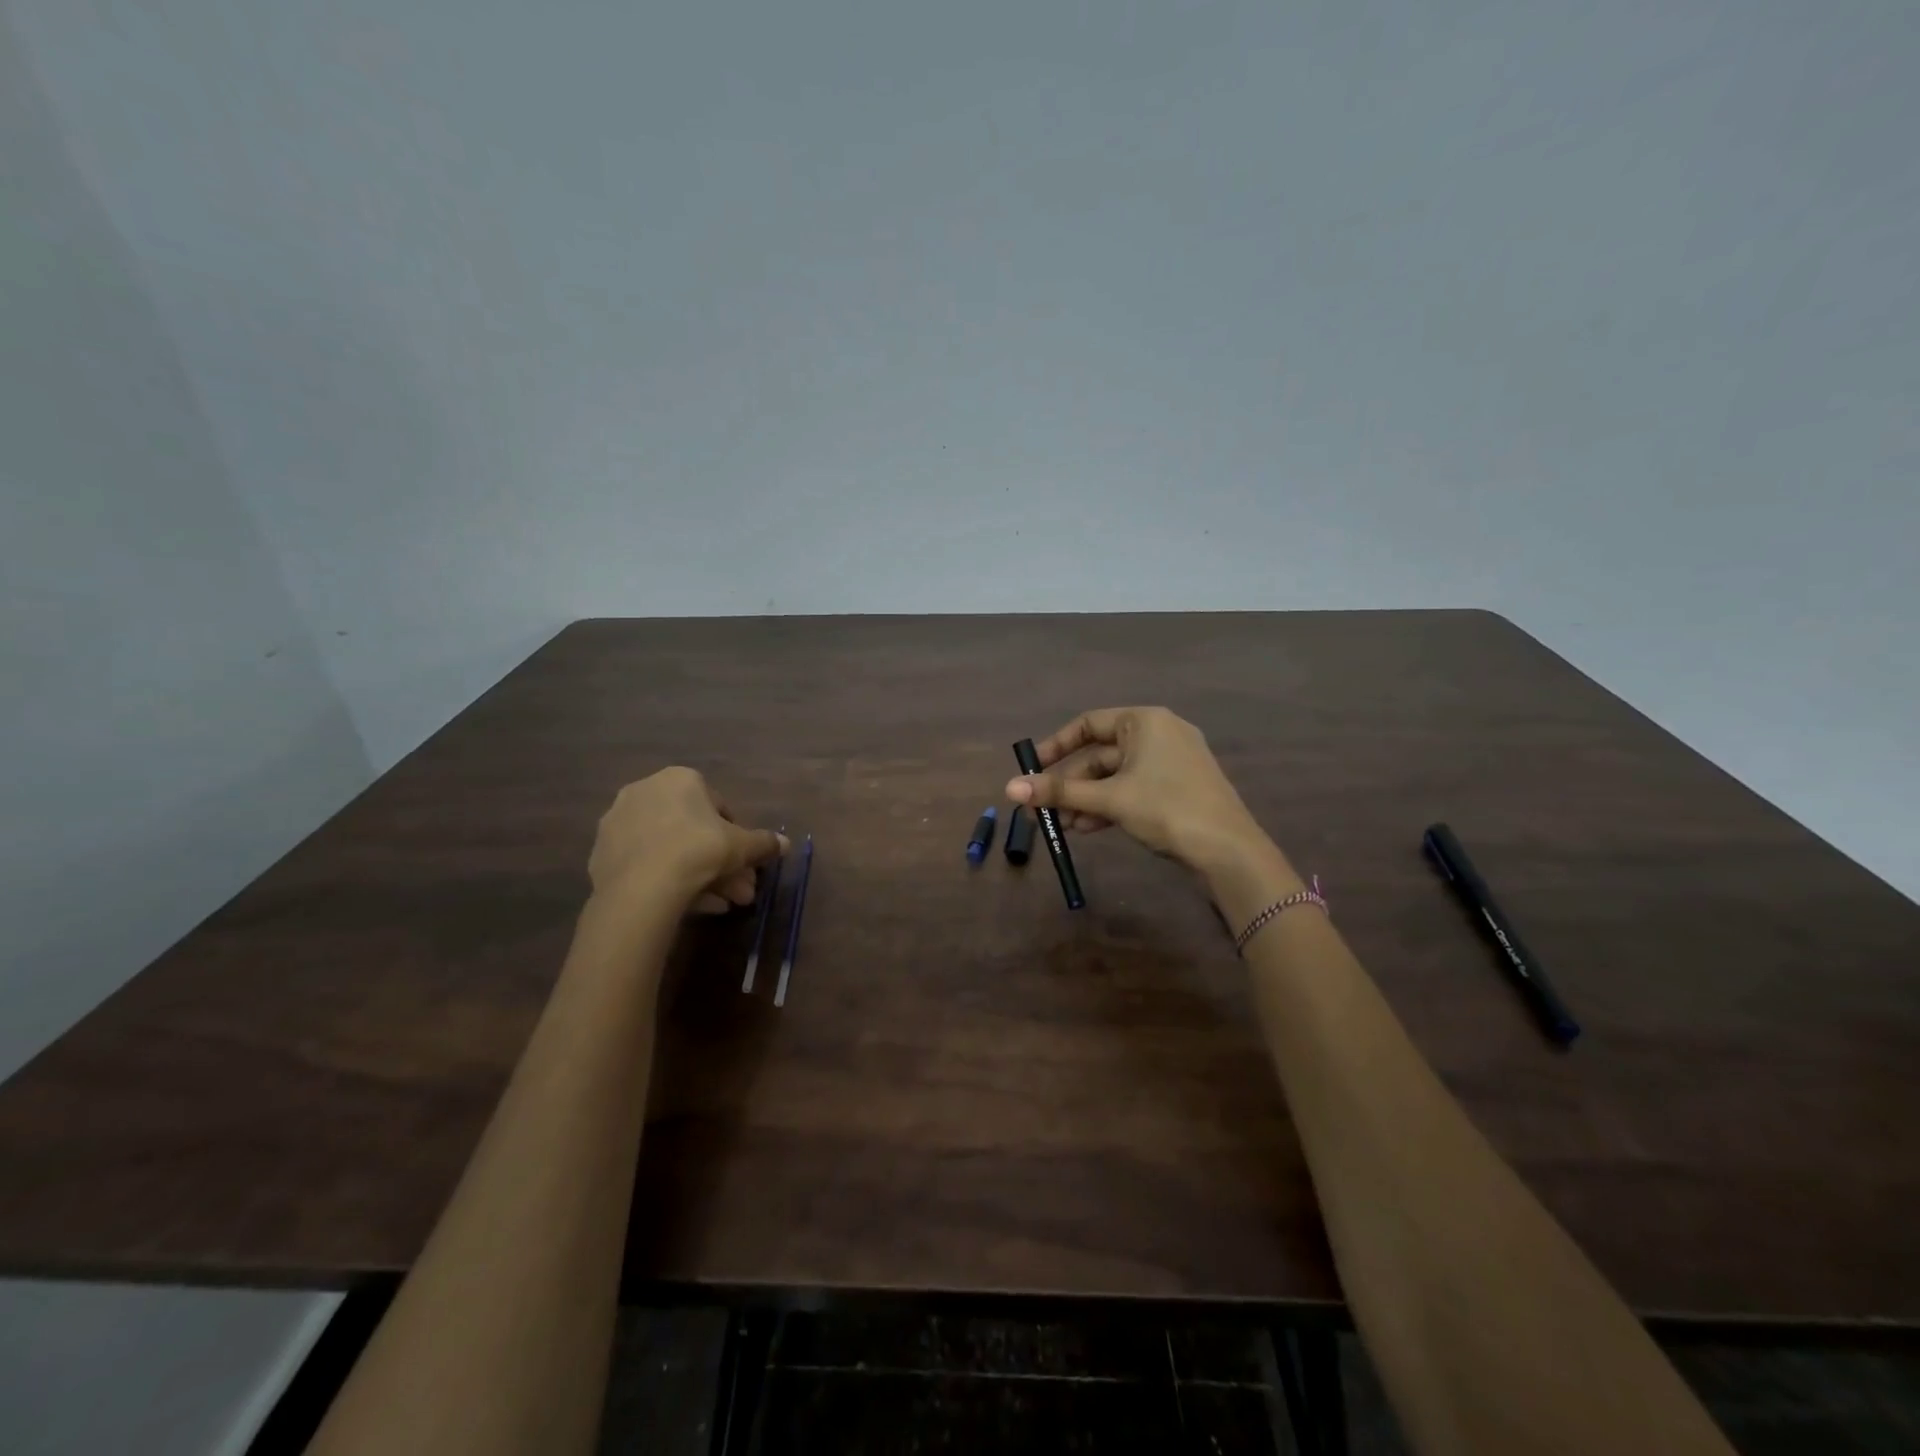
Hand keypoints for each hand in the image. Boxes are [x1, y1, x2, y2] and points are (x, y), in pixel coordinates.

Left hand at [588, 768, 786, 915]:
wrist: (641, 888)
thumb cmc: (698, 851)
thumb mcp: (742, 847)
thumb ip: (764, 843)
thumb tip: (785, 844)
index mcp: (680, 779)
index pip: (717, 806)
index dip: (735, 836)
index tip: (743, 862)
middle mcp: (645, 791)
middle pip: (692, 830)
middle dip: (719, 862)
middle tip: (737, 891)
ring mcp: (618, 822)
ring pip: (669, 849)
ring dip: (696, 874)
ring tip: (718, 906)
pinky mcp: (601, 853)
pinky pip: (644, 864)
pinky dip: (665, 880)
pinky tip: (683, 905)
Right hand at [1004, 707, 1270, 876]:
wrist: (1229, 850)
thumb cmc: (1166, 809)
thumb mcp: (1109, 799)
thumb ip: (1059, 793)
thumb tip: (1009, 788)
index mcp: (1144, 721)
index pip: (1087, 724)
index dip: (1055, 746)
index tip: (1032, 769)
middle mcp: (1158, 734)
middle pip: (1099, 755)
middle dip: (1070, 785)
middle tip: (1042, 809)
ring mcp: (1171, 762)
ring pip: (1115, 776)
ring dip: (1086, 800)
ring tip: (1062, 826)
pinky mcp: (1177, 788)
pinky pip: (1132, 789)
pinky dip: (1109, 806)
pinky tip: (1087, 829)